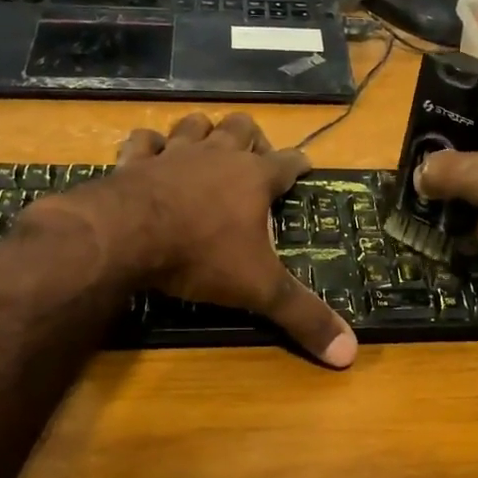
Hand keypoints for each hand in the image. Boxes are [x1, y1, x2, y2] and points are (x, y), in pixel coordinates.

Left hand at [58, 112, 357, 367]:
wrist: (127, 236)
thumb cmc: (202, 256)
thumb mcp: (260, 289)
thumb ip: (303, 316)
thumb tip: (350, 353)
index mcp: (254, 179)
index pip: (288, 162)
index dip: (300, 163)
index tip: (306, 165)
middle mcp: (218, 156)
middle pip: (242, 127)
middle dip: (252, 137)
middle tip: (253, 158)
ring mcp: (174, 154)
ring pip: (194, 124)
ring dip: (203, 131)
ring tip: (206, 146)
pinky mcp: (135, 161)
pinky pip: (144, 140)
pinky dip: (149, 146)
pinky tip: (151, 155)